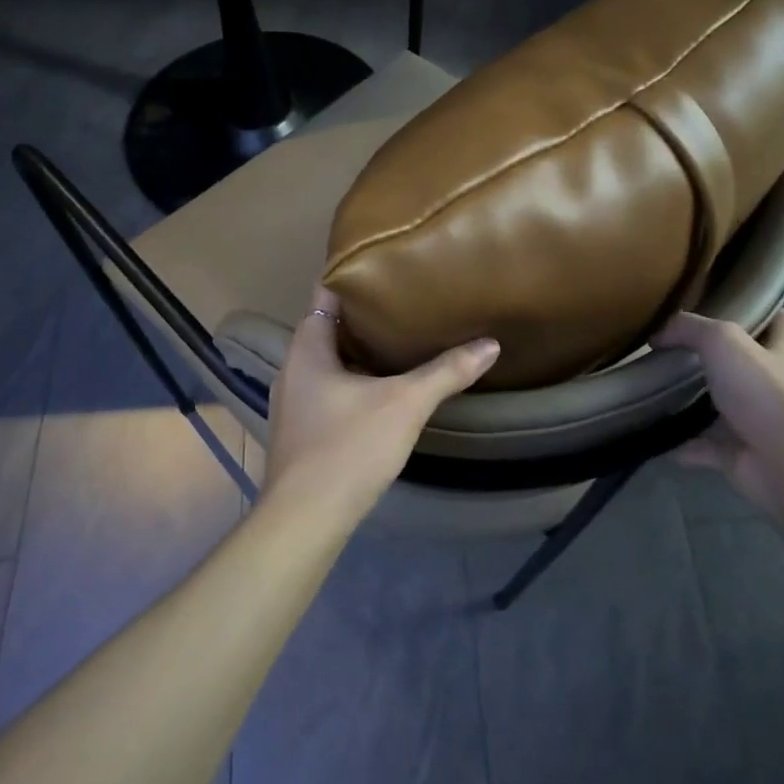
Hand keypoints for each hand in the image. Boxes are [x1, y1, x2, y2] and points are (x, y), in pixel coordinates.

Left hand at [262, 286, 499, 522]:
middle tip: (407, 298)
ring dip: (361, 350)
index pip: (325, 293)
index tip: (387, 264)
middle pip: (329, 326)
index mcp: (307, 348)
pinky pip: (330, 388)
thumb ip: (446, 372)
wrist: (305, 519)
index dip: (354, 275)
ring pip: (330, 361)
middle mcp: (293, 367)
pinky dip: (355, 379)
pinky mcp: (302, 429)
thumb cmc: (348, 448)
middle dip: (366, 314)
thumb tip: (490, 344)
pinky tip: (384, 386)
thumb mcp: (404, 405)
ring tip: (403, 337)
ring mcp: (294, 401)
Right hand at [651, 310, 783, 513]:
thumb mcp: (722, 341)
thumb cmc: (763, 392)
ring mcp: (762, 422)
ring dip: (697, 404)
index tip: (723, 309)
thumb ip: (690, 329)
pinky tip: (659, 438)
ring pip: (726, 407)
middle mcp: (779, 386)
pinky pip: (707, 447)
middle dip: (718, 360)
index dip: (758, 313)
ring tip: (660, 391)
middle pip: (749, 365)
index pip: (781, 322)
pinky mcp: (744, 454)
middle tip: (677, 351)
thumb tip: (658, 337)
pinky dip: (685, 445)